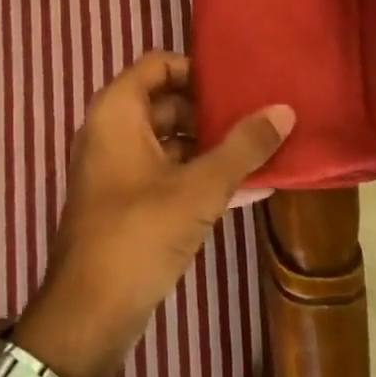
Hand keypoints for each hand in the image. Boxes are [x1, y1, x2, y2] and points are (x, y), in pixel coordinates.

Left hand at [15, 52, 294, 376]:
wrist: (90, 312)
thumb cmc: (139, 233)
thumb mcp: (199, 188)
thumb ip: (243, 147)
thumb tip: (285, 110)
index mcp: (117, 112)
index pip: (158, 64)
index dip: (197, 69)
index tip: (239, 83)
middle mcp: (112, 131)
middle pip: (167, 102)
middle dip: (213, 110)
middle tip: (261, 115)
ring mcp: (118, 169)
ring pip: (171, 141)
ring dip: (213, 146)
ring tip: (264, 148)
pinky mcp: (128, 202)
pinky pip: (168, 174)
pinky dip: (200, 176)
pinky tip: (250, 187)